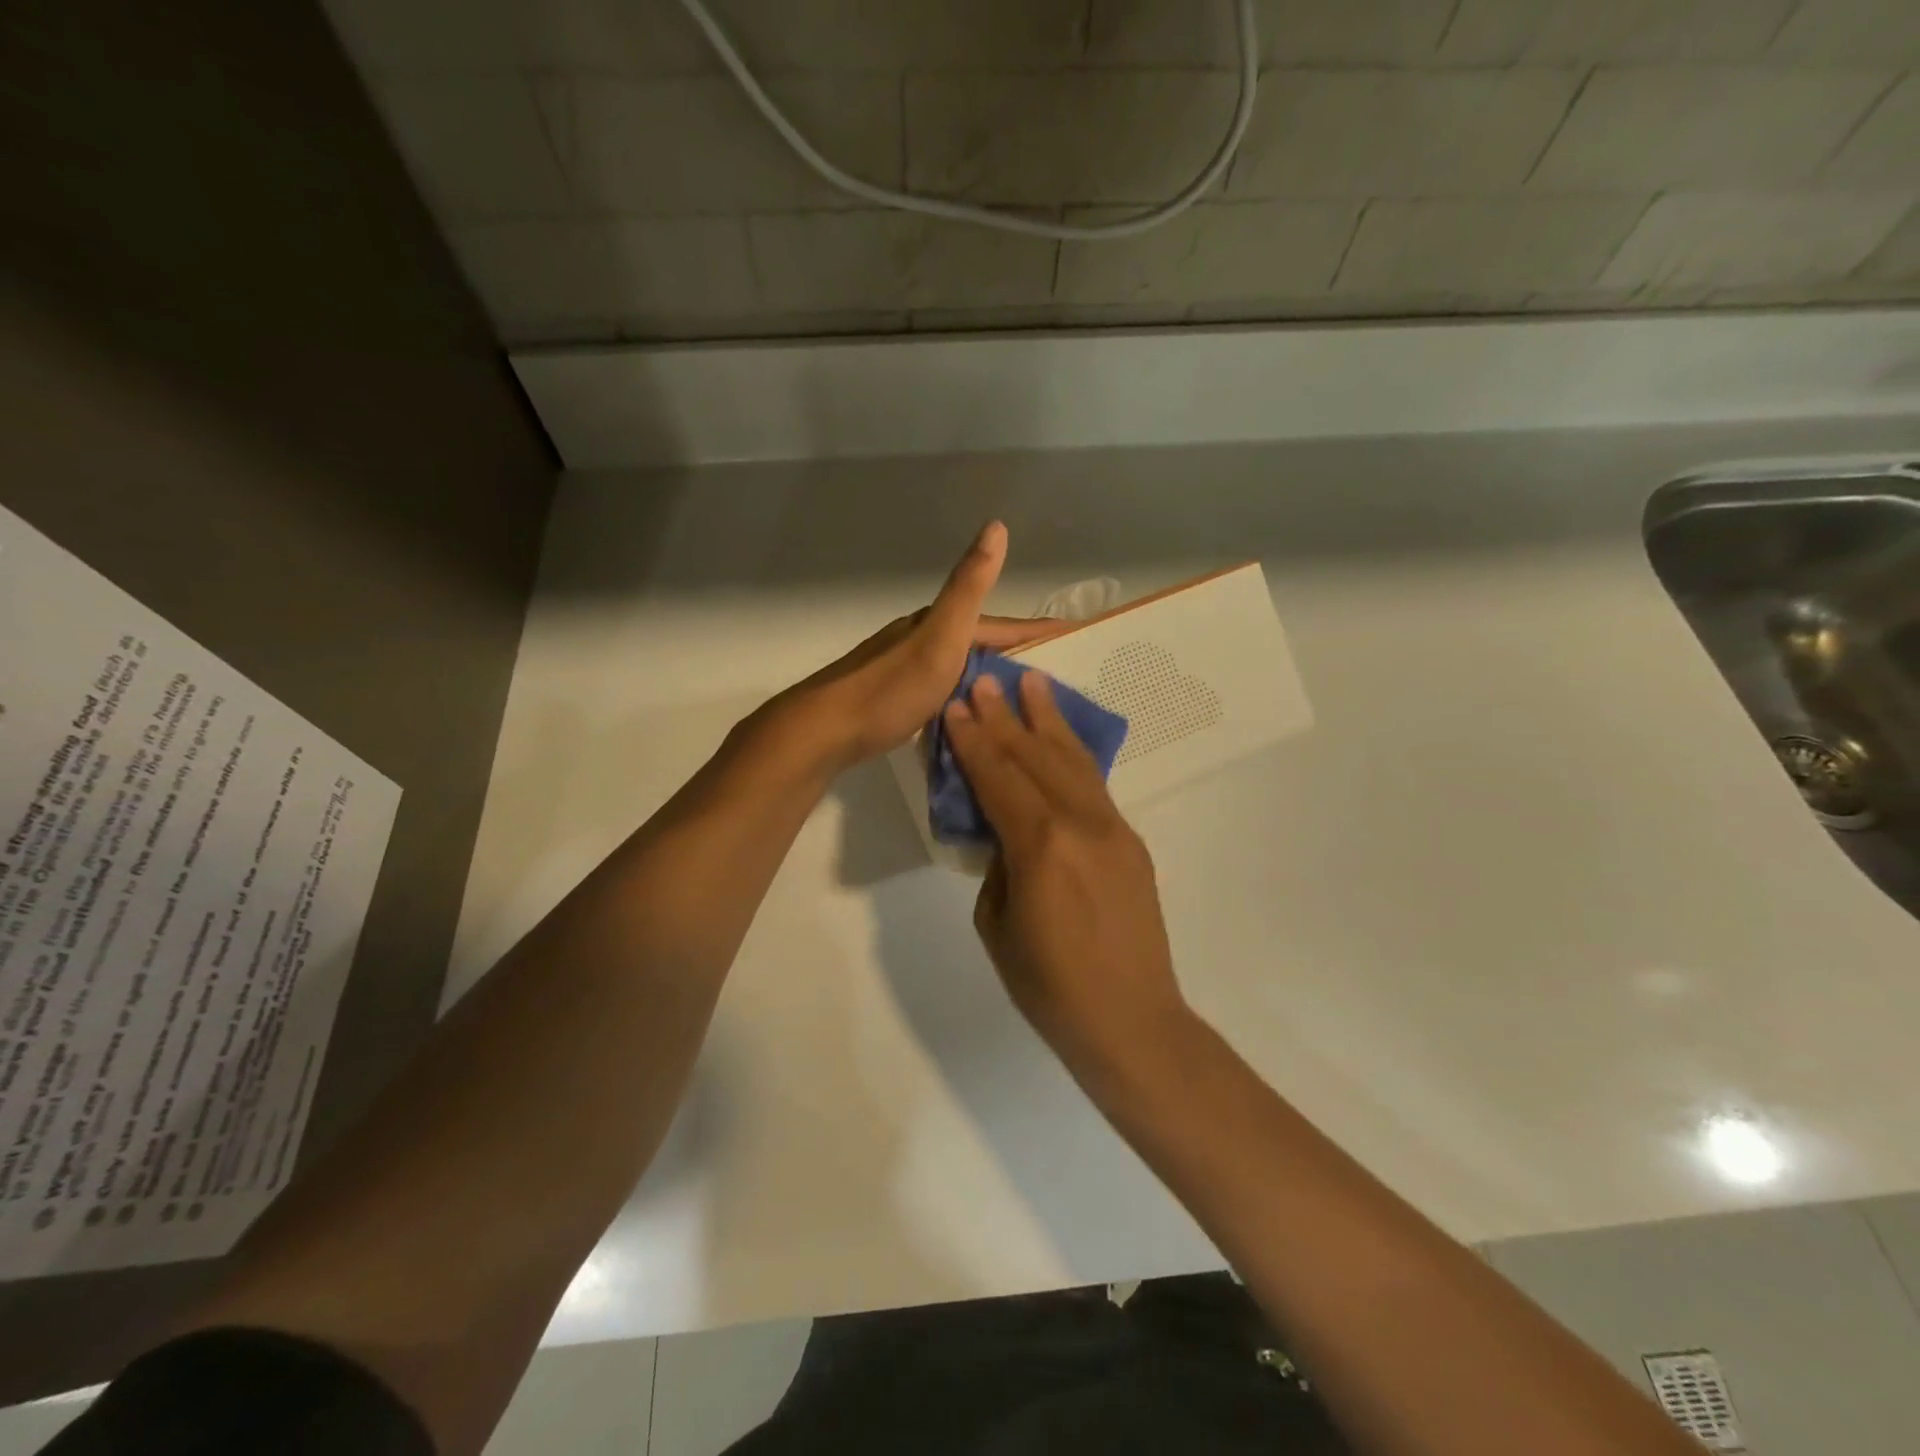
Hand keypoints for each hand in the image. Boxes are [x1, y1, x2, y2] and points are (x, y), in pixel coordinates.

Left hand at [763, 522, 1055, 773]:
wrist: (827, 729)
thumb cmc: (891, 687)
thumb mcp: (940, 636)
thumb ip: (969, 587)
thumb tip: (996, 525)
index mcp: (937, 625)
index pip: (1000, 626)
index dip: (1038, 631)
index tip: (1075, 639)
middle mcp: (921, 640)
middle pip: (979, 644)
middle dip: (1017, 655)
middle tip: (1054, 677)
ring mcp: (904, 669)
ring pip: (959, 668)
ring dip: (989, 677)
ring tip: (1019, 699)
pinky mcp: (893, 698)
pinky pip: (942, 691)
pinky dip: (963, 697)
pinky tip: (969, 714)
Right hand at [942, 669, 1192, 1071]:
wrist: (1129, 1019)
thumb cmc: (1048, 986)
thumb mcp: (996, 924)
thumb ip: (999, 865)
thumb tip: (1007, 833)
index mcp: (1040, 845)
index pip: (998, 778)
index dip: (974, 741)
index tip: (957, 706)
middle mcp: (1080, 823)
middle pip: (1035, 757)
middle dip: (1006, 717)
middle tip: (986, 680)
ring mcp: (1112, 828)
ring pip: (1073, 761)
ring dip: (1048, 720)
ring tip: (1032, 683)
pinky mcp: (1131, 840)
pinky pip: (1095, 785)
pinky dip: (1074, 754)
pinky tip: (1062, 737)